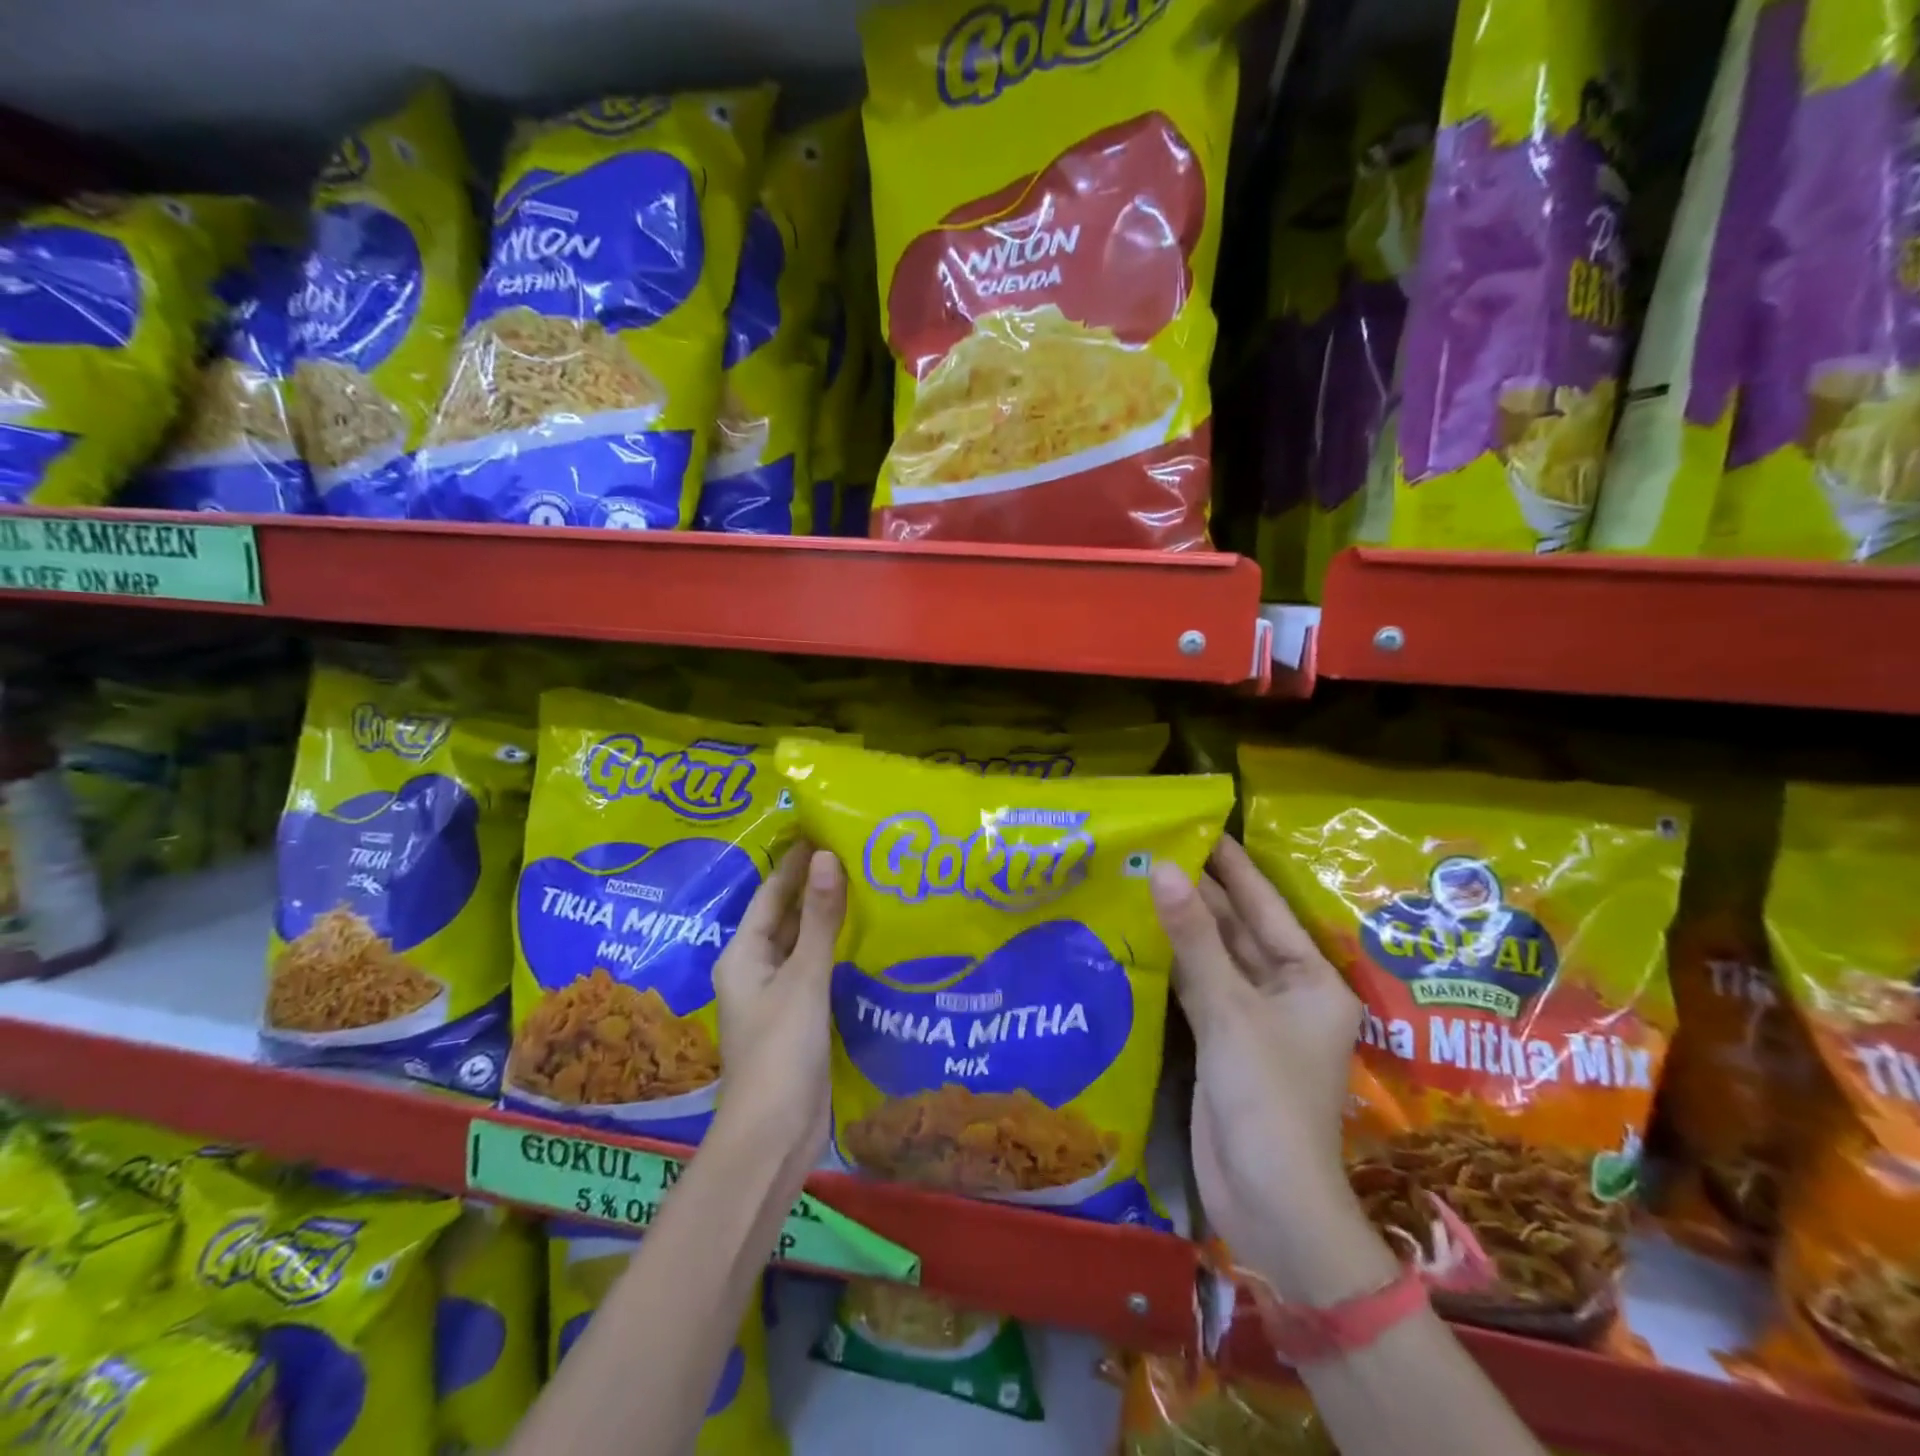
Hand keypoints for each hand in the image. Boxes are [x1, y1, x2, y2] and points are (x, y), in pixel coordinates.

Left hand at [712, 842, 846, 1183]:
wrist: (774, 1135)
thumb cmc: (780, 1051)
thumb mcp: (803, 979)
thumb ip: (818, 918)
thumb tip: (826, 856)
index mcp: (744, 954)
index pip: (771, 893)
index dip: (796, 861)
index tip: (825, 827)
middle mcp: (756, 969)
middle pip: (787, 916)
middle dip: (817, 885)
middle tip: (857, 851)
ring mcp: (778, 995)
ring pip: (805, 943)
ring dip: (829, 917)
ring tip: (869, 882)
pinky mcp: (800, 1018)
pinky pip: (818, 970)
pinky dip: (838, 950)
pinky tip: (868, 937)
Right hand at [1152, 837, 1390, 1301]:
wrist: (1269, 1203)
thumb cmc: (1267, 1097)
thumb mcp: (1230, 1010)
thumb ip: (1194, 938)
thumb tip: (1164, 869)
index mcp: (1310, 979)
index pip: (1265, 906)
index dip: (1233, 865)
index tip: (1201, 824)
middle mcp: (1286, 993)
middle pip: (1237, 930)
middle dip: (1200, 891)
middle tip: (1155, 844)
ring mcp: (1252, 1020)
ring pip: (1213, 958)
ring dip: (1181, 925)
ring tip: (1139, 876)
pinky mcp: (1221, 1043)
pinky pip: (1195, 988)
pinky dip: (1170, 963)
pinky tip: (1138, 934)